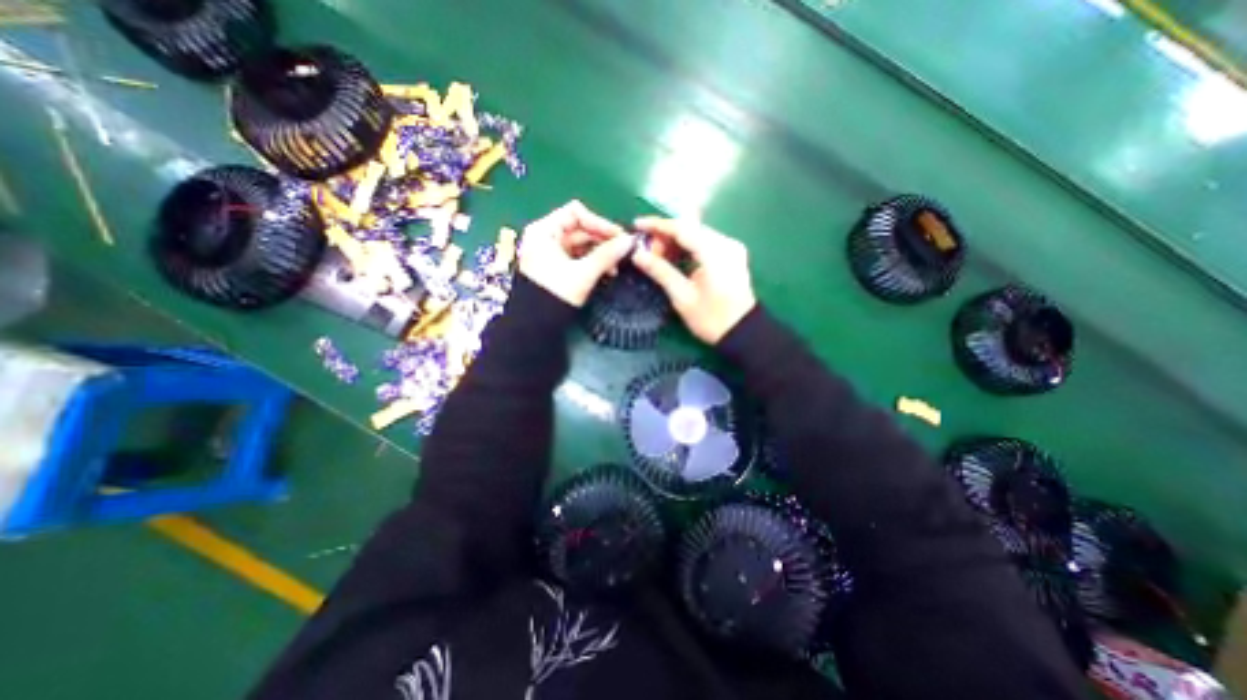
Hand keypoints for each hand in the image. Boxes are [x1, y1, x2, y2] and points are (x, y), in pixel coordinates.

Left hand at [517, 200, 633, 306]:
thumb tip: (630, 241)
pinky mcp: (556, 265)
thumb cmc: (554, 294)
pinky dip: (593, 261)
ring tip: (615, 267)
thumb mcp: (583, 274)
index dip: (599, 223)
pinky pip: (578, 256)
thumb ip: (607, 255)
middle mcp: (546, 236)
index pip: (576, 213)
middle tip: (623, 252)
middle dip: (603, 240)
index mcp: (544, 231)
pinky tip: (607, 271)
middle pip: (580, 228)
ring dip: (601, 252)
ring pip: (582, 244)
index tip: (619, 237)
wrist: (534, 325)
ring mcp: (550, 251)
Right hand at [628, 212, 754, 340]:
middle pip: (690, 227)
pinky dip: (688, 247)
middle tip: (647, 250)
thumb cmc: (711, 319)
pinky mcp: (732, 255)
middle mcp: (726, 243)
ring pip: (697, 234)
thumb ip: (660, 272)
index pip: (682, 228)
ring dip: (676, 241)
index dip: (658, 225)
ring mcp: (732, 248)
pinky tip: (675, 257)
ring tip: (658, 255)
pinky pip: (705, 242)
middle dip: (665, 235)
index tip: (637, 225)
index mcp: (715, 252)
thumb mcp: (682, 297)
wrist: (743, 333)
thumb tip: (637, 255)